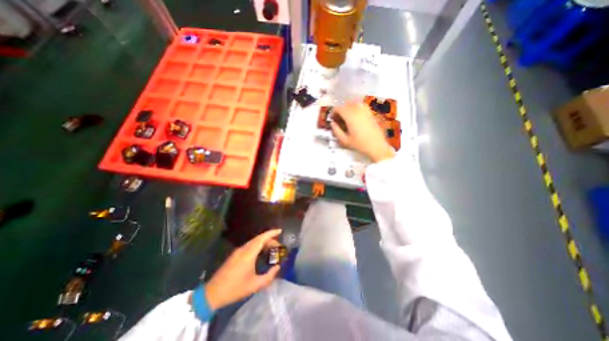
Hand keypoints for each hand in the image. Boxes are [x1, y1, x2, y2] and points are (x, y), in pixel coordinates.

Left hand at [203, 229, 280, 308]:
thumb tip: (277, 267)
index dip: (271, 233)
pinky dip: (258, 246)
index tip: (280, 231)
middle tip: (278, 246)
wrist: (212, 294)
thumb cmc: (235, 289)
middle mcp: (243, 249)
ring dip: (263, 242)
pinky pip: (249, 245)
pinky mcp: (235, 255)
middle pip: (259, 238)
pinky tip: (261, 253)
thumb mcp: (255, 285)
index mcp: (248, 253)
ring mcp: (238, 251)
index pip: (262, 238)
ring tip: (271, 249)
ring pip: (254, 241)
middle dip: (270, 239)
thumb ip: (269, 276)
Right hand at [329, 102, 395, 161]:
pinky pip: (362, 106)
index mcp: (350, 117)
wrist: (377, 146)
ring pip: (354, 103)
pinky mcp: (371, 113)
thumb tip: (332, 123)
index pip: (339, 108)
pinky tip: (356, 116)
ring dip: (348, 108)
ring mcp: (365, 110)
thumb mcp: (345, 140)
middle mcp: (357, 110)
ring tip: (347, 116)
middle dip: (340, 110)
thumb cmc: (359, 144)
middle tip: (338, 119)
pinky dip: (356, 108)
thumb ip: (336, 131)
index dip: (333, 112)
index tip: (332, 119)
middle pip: (346, 104)